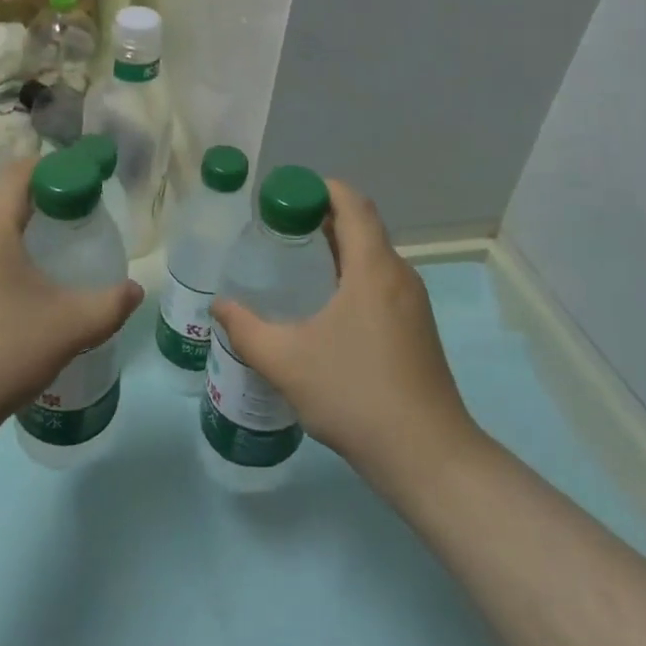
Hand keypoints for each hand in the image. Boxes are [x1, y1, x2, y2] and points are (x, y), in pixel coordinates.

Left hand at [0, 160, 142, 452]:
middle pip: (8, 195)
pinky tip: (29, 288)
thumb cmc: (0, 351)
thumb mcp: (70, 326)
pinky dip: (7, 253)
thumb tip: (135, 291)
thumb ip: (111, 303)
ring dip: (27, 228)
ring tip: (63, 250)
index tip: (94, 179)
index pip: (24, 170)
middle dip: (49, 198)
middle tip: (87, 215)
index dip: (62, 167)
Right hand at [211, 180, 474, 488]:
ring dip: (337, 250)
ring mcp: (413, 304)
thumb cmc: (355, 395)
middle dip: (321, 218)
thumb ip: (246, 329)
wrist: (427, 457)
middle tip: (277, 228)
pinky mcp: (416, 329)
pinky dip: (351, 276)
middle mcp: (399, 276)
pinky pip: (380, 283)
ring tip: (294, 264)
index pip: (352, 203)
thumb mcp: (287, 361)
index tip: (284, 195)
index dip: (320, 188)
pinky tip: (324, 307)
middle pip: (362, 227)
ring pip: (372, 258)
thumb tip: (218, 306)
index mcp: (373, 268)